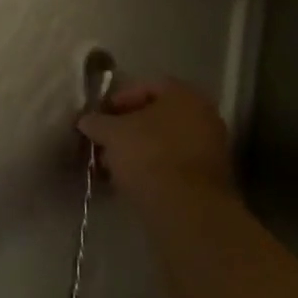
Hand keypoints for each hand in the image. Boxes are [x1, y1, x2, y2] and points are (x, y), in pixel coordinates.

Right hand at [80, 78, 237, 215]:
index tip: (101, 117)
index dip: (119, 99)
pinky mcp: (210, 179)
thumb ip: (96, 122)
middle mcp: (203, 115)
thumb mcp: (112, 134)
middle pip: (157, 116)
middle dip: (128, 128)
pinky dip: (154, 169)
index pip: (146, 87)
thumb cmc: (148, 156)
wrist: (186, 210)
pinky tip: (132, 182)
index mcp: (184, 95)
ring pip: (166, 142)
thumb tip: (85, 120)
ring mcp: (211, 148)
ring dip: (139, 150)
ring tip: (113, 166)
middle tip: (105, 142)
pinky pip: (175, 164)